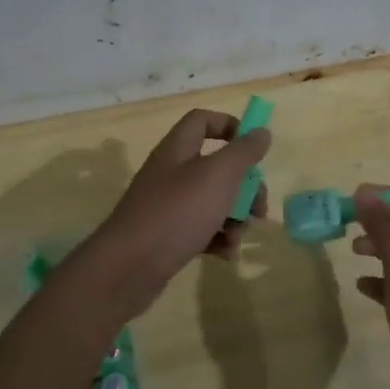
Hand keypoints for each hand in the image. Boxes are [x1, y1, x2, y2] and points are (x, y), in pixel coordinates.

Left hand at [81, 109, 271, 313]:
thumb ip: (243, 152)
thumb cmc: (177, 213)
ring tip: (237, 237)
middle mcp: (171, 172)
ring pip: (213, 201)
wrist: (128, 267)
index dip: (230, 126)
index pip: (203, 121)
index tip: (254, 149)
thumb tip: (261, 132)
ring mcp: (168, 205)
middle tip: (258, 208)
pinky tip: (225, 254)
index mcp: (178, 149)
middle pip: (216, 167)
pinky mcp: (168, 235)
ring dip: (234, 218)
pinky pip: (201, 229)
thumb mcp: (217, 176)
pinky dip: (217, 239)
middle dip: (244, 187)